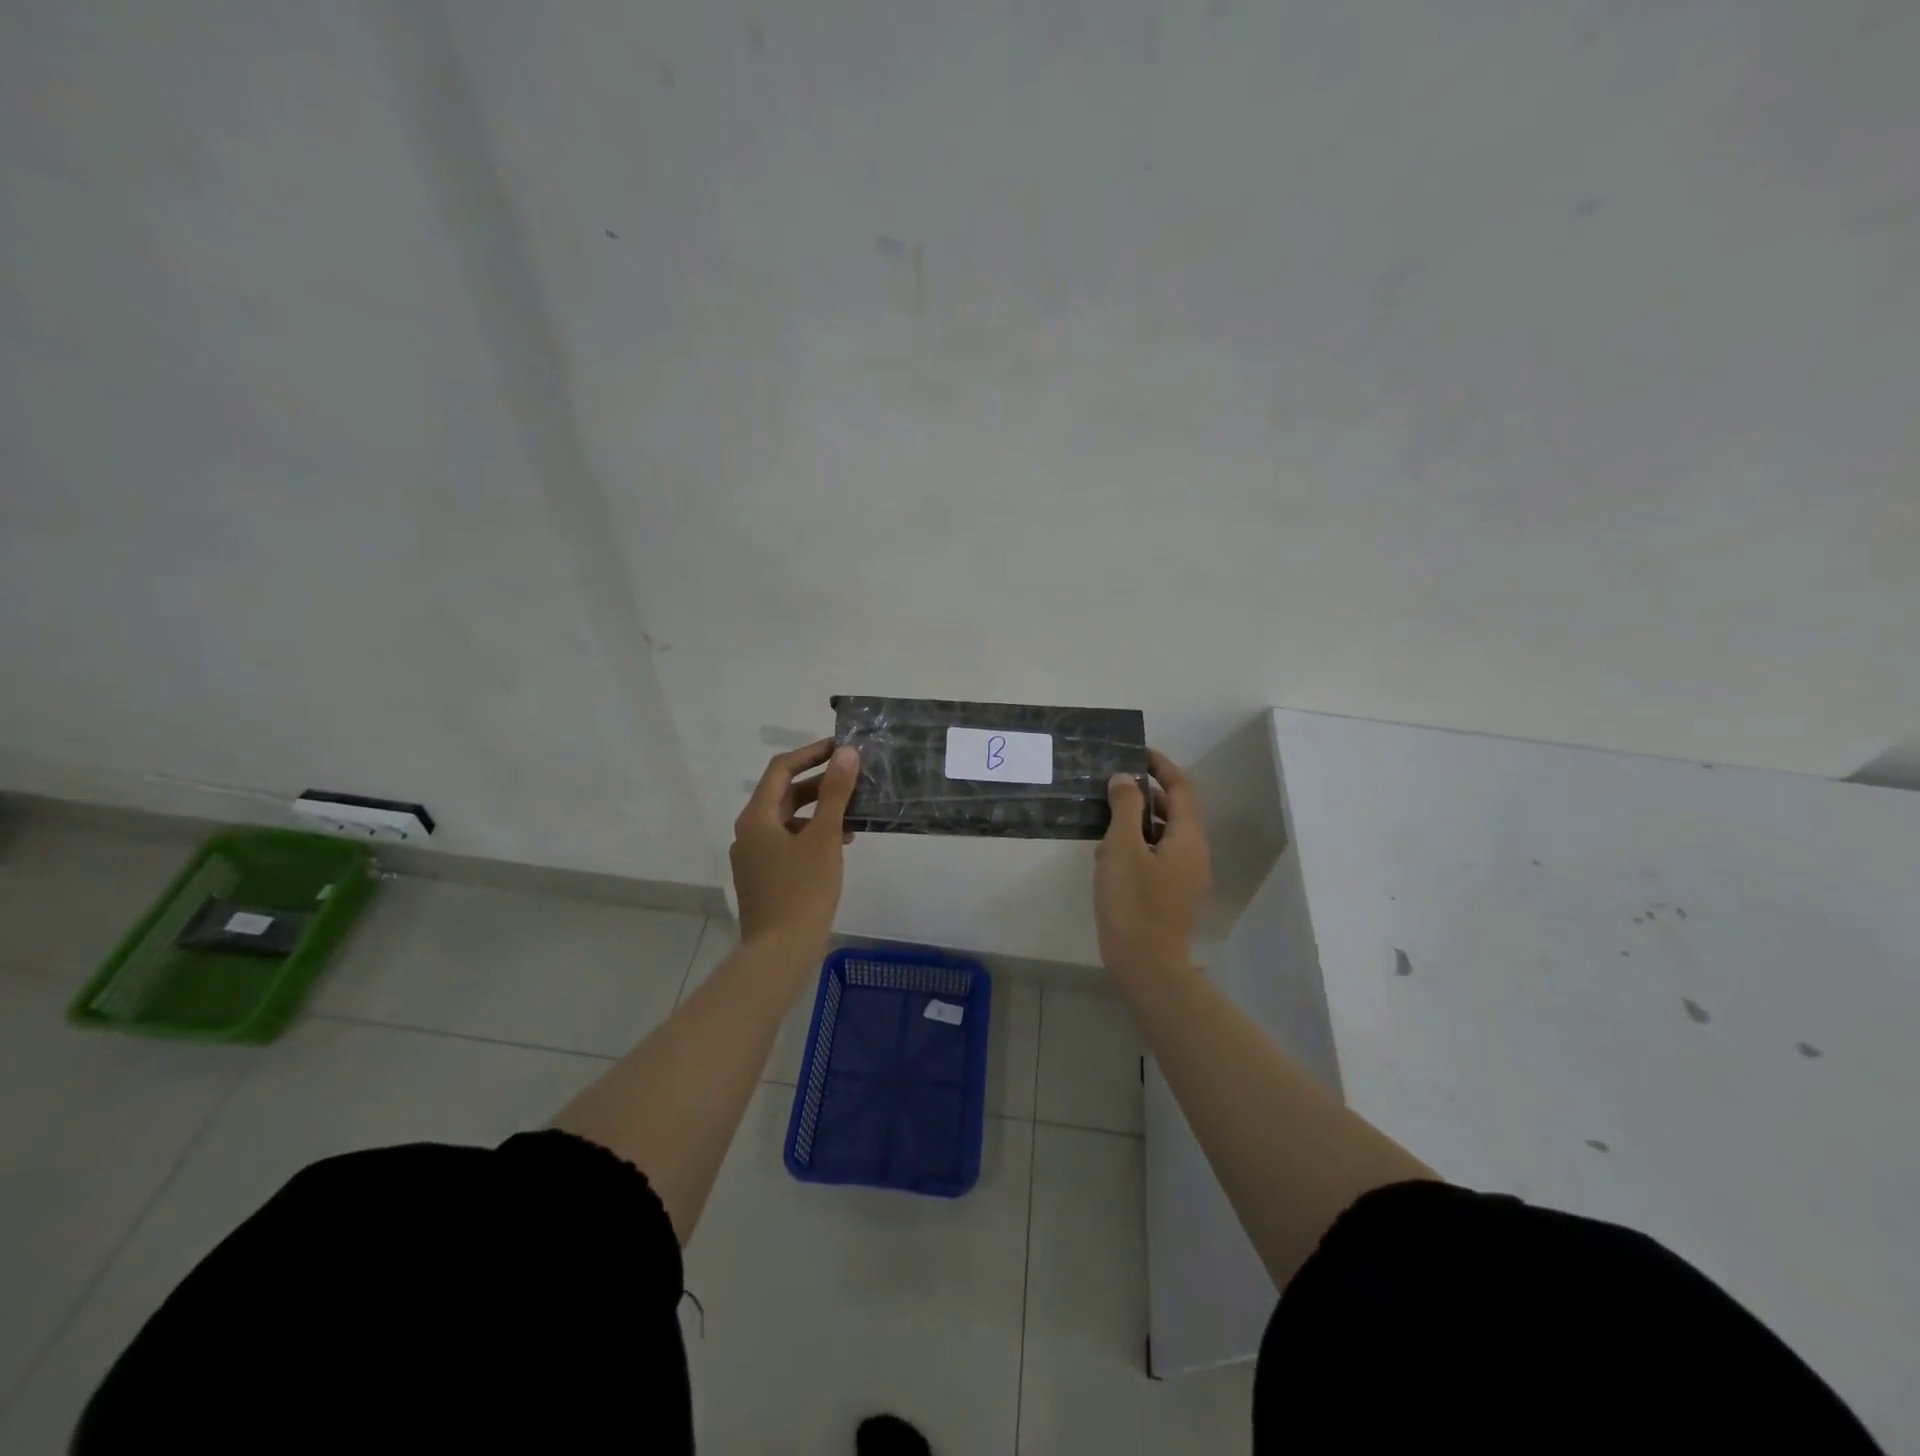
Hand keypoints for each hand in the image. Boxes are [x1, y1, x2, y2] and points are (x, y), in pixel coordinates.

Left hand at [730, 739, 859, 954]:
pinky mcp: (764, 877)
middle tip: (853, 778)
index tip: (841, 747)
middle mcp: (749, 832)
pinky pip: (789, 842)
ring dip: (820, 810)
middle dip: (819, 783)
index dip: (811, 753)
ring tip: (853, 811)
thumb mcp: (825, 837)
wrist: (780, 952)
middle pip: (784, 794)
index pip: (781, 769)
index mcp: (757, 817)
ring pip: (789, 819)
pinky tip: (840, 843)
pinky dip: (813, 834)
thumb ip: (836, 793)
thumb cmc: (802, 890)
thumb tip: (846, 753)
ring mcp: (754, 856)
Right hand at [1096, 749, 1211, 979]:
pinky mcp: (1173, 896)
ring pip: (1165, 835)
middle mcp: (1194, 854)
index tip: (1137, 753)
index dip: (1161, 767)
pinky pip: (1158, 857)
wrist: (1146, 965)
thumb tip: (1125, 779)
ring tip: (1105, 818)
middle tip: (1113, 784)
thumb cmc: (1133, 903)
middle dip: (1147, 794)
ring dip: (1139, 821)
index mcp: (1188, 839)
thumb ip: (1124, 808)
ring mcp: (1186, 878)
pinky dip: (1138, 845)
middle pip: (1175, 811)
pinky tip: (1109, 855)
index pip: (1181, 789)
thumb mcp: (1122, 848)